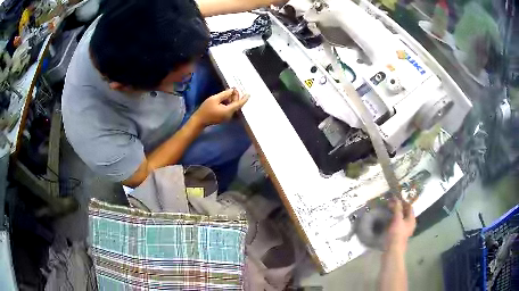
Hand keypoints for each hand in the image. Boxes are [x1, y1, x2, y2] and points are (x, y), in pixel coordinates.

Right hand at [193, 88, 248, 126]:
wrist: (199, 121)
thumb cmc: (206, 109)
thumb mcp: (214, 99)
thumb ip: (224, 94)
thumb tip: (232, 90)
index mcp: (228, 111)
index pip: (239, 104)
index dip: (244, 98)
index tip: (249, 94)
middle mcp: (230, 115)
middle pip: (236, 105)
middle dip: (236, 96)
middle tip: (234, 89)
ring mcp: (227, 117)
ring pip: (232, 107)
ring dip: (232, 99)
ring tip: (229, 92)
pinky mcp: (223, 117)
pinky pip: (229, 109)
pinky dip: (229, 103)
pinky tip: (225, 98)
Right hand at [386, 199, 415, 250]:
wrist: (393, 250)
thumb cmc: (396, 233)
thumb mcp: (397, 219)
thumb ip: (397, 208)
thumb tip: (396, 198)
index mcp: (412, 219)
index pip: (409, 206)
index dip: (402, 201)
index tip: (394, 199)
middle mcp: (410, 224)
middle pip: (405, 212)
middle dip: (398, 208)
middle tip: (389, 205)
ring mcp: (404, 230)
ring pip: (400, 219)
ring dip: (395, 214)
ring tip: (387, 211)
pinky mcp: (399, 235)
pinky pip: (397, 224)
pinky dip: (393, 220)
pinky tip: (387, 221)